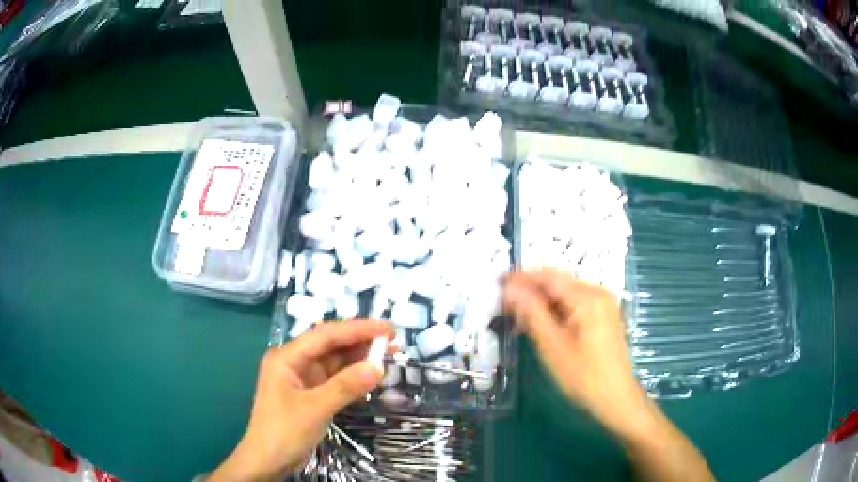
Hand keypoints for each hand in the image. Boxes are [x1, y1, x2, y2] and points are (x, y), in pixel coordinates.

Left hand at [209, 320, 391, 481]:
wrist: (268, 461)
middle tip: (393, 342)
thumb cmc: (283, 431)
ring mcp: (303, 379)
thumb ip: (345, 387)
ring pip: (335, 362)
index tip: (386, 329)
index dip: (357, 329)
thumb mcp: (314, 409)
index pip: (325, 335)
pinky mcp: (311, 394)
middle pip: (331, 346)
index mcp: (287, 357)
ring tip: (389, 357)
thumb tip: (378, 367)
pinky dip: (353, 378)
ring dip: (359, 360)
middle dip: (360, 342)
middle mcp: (295, 362)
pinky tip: (371, 377)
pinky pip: (336, 380)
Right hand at [502, 269, 649, 438]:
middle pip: (559, 281)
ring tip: (518, 312)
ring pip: (566, 291)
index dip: (521, 277)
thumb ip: (532, 314)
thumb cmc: (584, 378)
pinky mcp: (605, 315)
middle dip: (531, 287)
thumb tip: (510, 290)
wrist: (617, 399)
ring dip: (542, 298)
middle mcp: (598, 293)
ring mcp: (604, 303)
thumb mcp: (553, 347)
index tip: (498, 281)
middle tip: (504, 299)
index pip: (548, 277)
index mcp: (587, 298)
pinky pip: (576, 302)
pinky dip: (556, 307)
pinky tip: (542, 321)